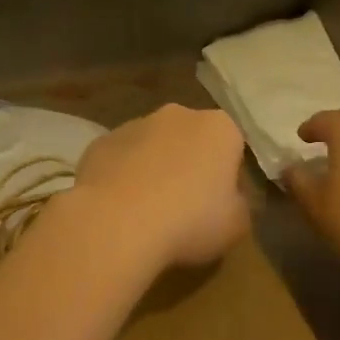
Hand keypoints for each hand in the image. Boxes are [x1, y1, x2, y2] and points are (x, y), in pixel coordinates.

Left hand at [72, 104, 249, 267]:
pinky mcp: (100, 142)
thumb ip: (239, 204)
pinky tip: (119, 208)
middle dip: (190, 166)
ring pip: (153, 146)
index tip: (221, 206)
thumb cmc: (190, 220)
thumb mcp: (237, 224)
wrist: (117, 222)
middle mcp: (178, 115)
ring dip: (155, 169)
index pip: (234, 148)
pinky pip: (120, 159)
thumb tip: (229, 198)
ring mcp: (134, 124)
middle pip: (192, 140)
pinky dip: (123, 177)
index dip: (229, 179)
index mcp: (219, 128)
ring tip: (148, 211)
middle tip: (186, 208)